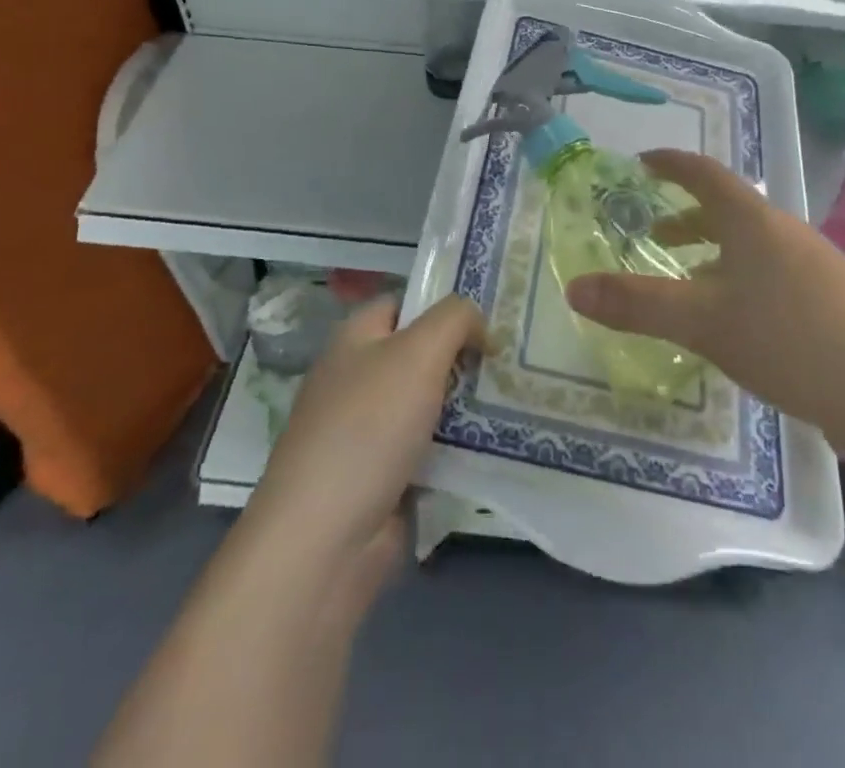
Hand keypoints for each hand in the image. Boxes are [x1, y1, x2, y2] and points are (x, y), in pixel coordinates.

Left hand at [245, 296, 486, 607]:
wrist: (324, 540)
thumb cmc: (369, 428)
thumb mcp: (418, 352)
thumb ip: (454, 319)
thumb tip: (477, 322)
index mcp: (355, 339)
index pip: (405, 303)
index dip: (445, 304)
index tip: (493, 316)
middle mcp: (358, 378)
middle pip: (421, 354)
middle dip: (465, 356)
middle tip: (514, 358)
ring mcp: (368, 431)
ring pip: (430, 403)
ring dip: (468, 404)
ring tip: (519, 398)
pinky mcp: (384, 478)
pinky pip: (431, 449)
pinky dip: (459, 448)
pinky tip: (498, 446)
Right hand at [565, 149, 844, 460]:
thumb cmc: (792, 340)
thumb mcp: (704, 322)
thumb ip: (637, 304)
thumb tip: (573, 288)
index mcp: (755, 223)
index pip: (704, 174)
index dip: (670, 164)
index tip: (642, 163)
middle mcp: (788, 236)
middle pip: (729, 213)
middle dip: (688, 220)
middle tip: (655, 236)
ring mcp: (819, 272)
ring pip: (754, 250)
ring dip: (716, 258)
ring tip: (689, 287)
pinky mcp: (838, 310)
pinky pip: (775, 282)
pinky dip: (743, 288)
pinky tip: (739, 330)